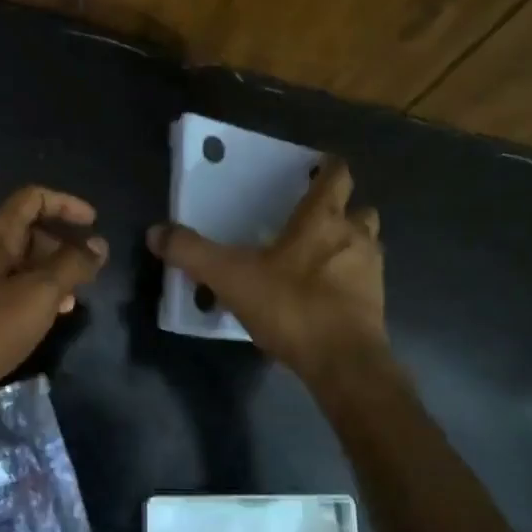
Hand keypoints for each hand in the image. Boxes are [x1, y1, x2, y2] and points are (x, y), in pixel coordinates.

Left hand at [0, 186, 108, 419]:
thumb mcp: (38, 294)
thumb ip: (72, 264)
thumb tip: (99, 245)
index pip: (32, 199)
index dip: (66, 205)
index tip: (95, 224)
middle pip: (28, 229)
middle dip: (63, 244)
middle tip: (90, 270)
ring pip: (22, 260)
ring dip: (53, 271)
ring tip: (78, 295)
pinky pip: (11, 284)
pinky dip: (36, 291)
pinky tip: (55, 314)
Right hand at [147, 154, 387, 385]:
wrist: (343, 362)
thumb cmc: (291, 306)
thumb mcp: (230, 278)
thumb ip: (192, 253)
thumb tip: (156, 232)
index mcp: (323, 220)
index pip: (337, 176)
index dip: (328, 169)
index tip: (315, 169)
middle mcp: (355, 237)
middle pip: (360, 209)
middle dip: (343, 210)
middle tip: (313, 220)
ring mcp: (371, 272)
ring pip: (367, 244)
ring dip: (349, 245)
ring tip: (318, 259)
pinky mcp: (375, 305)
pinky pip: (364, 281)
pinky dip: (348, 281)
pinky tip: (323, 297)